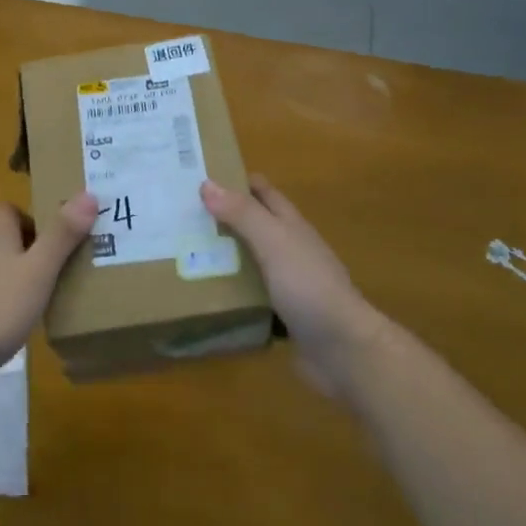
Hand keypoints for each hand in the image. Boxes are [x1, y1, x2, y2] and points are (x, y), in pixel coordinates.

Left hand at [0, 194, 99, 380]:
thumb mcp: (38, 271)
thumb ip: (61, 236)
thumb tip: (88, 194)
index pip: (9, 210)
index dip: (30, 217)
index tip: (55, 235)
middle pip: (4, 239)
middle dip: (29, 249)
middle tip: (59, 268)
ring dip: (16, 277)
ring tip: (43, 298)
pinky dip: (0, 302)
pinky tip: (14, 323)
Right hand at [200, 174, 383, 394]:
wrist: (343, 350)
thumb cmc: (309, 287)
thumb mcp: (274, 242)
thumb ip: (243, 214)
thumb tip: (206, 184)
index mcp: (292, 228)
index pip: (265, 194)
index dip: (239, 181)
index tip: (203, 176)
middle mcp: (291, 252)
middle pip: (255, 228)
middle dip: (224, 220)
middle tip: (182, 217)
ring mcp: (289, 286)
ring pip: (251, 264)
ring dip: (224, 259)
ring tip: (184, 255)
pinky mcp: (283, 318)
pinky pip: (251, 299)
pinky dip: (231, 295)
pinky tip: (206, 297)